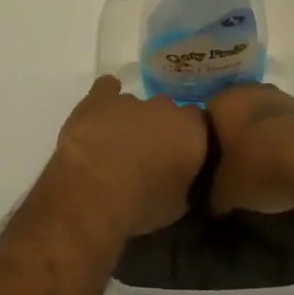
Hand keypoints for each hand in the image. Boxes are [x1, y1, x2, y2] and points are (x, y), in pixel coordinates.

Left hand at [50, 77, 207, 238]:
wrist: (93, 191)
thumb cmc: (141, 204)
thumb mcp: (177, 206)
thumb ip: (185, 183)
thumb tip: (182, 178)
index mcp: (191, 131)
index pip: (200, 124)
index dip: (191, 138)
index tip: (183, 156)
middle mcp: (165, 108)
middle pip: (168, 111)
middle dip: (162, 128)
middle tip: (151, 155)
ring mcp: (131, 99)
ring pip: (138, 105)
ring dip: (133, 121)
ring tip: (119, 147)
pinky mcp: (99, 98)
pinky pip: (107, 88)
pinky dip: (106, 98)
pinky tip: (101, 113)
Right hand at [206, 83, 293, 215]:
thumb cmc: (259, 167)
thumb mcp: (225, 192)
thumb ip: (213, 194)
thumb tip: (214, 202)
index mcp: (222, 101)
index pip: (206, 119)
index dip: (208, 146)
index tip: (214, 168)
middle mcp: (249, 90)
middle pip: (236, 116)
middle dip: (236, 139)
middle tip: (238, 170)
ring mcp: (282, 97)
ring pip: (264, 119)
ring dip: (263, 139)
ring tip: (266, 171)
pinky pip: (288, 127)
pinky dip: (286, 143)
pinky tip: (289, 167)